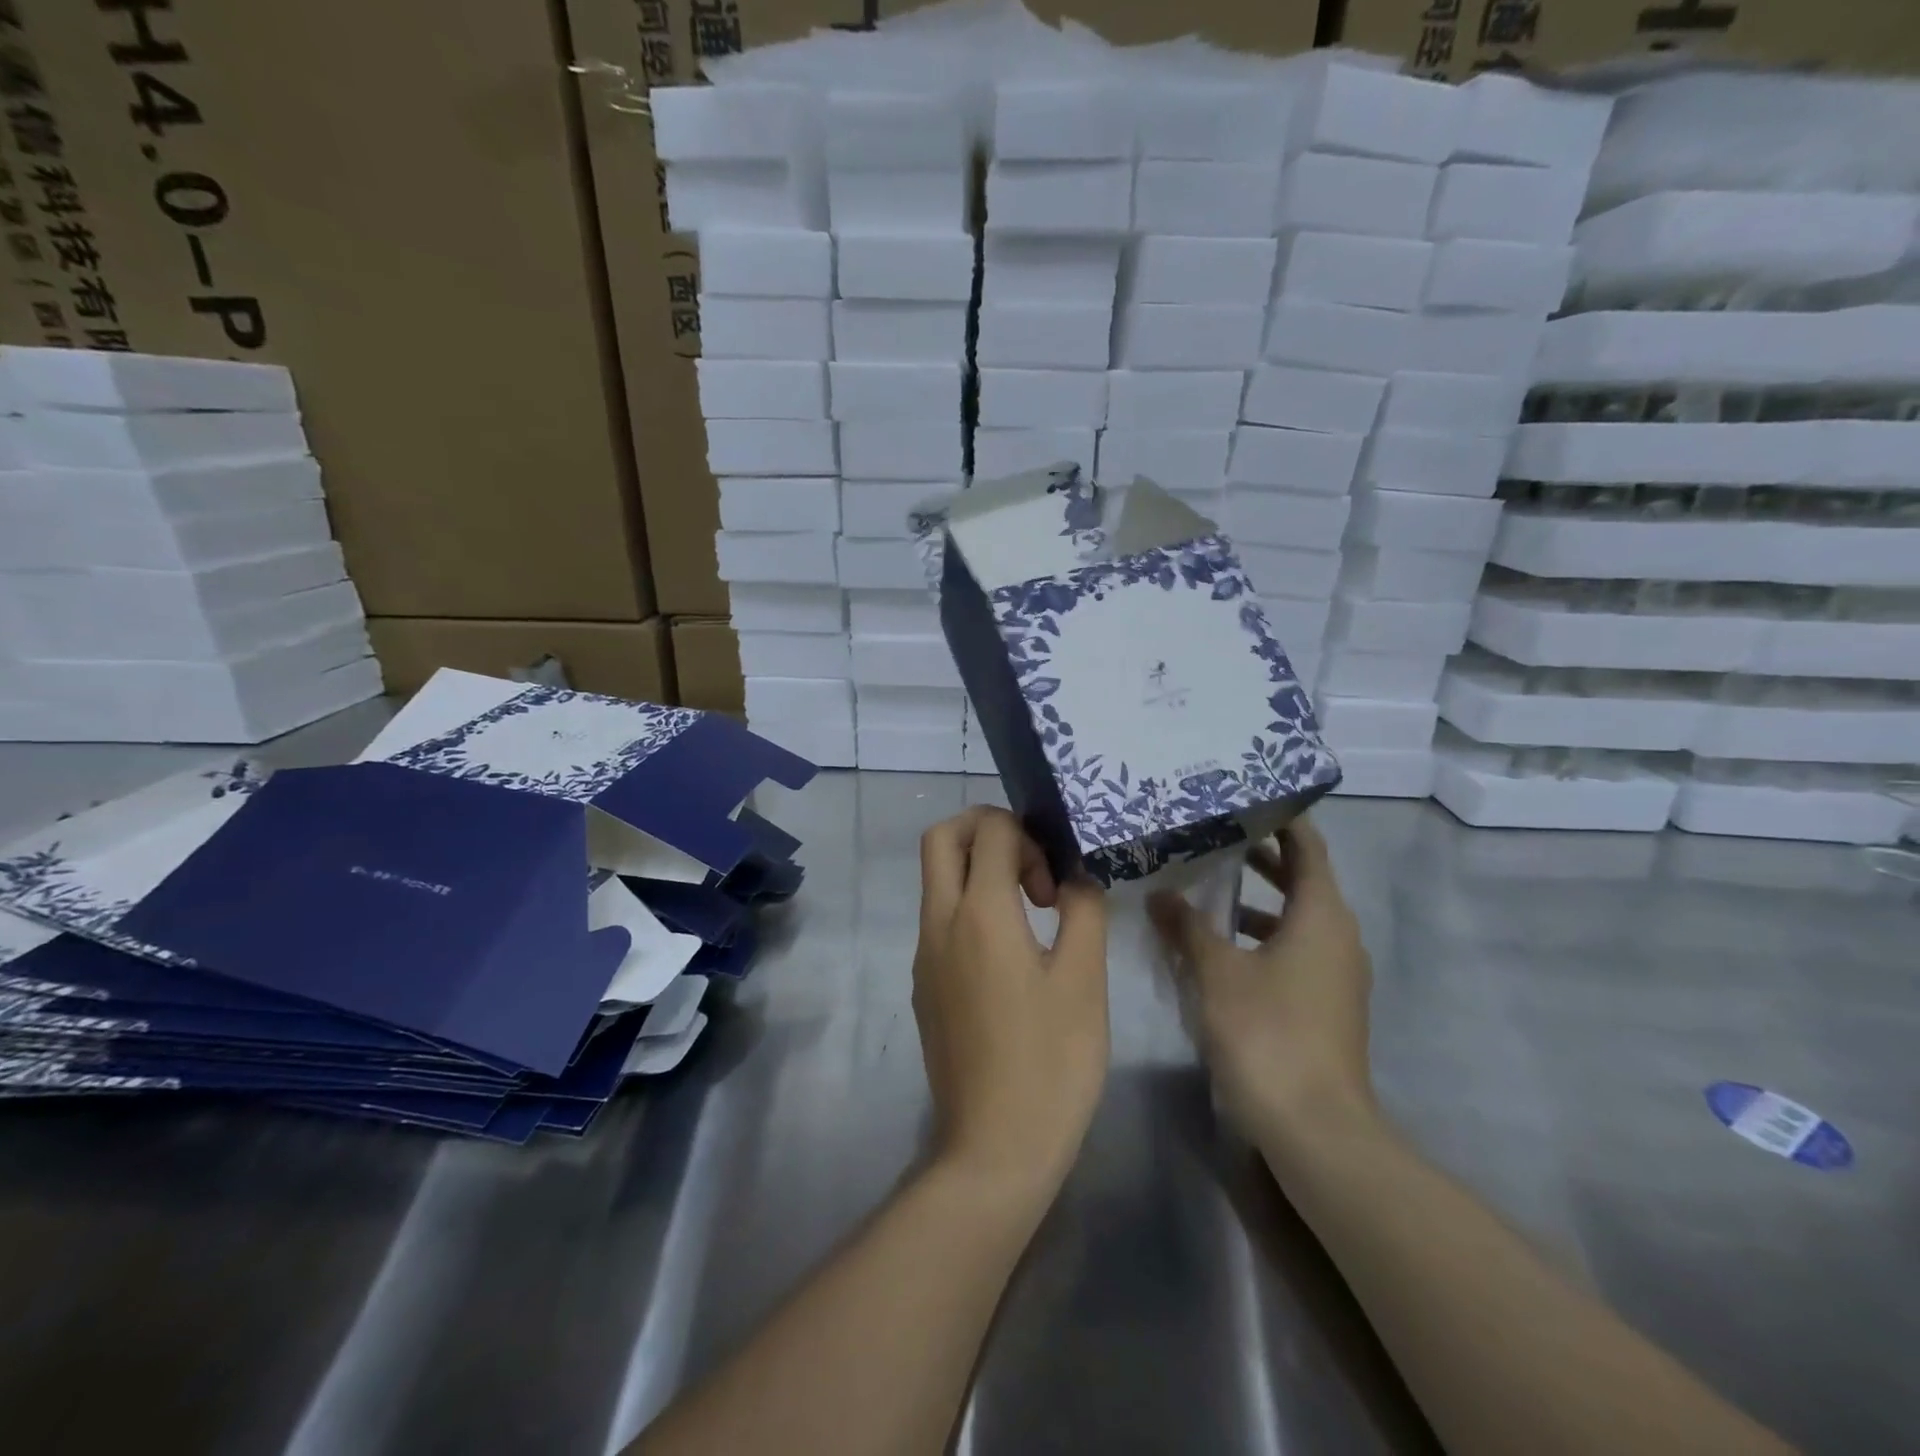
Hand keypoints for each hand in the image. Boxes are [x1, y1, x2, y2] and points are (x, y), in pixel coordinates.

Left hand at [913, 806, 1108, 1201]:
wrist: (993, 1147)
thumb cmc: (1051, 1061)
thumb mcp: (1085, 980)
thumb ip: (1083, 911)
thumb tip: (1075, 877)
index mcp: (979, 913)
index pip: (989, 830)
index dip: (1028, 836)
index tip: (1055, 885)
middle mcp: (939, 922)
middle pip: (941, 838)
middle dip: (985, 830)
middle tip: (1030, 868)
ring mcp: (924, 955)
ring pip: (936, 878)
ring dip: (977, 871)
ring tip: (1031, 914)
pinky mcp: (923, 984)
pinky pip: (939, 919)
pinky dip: (969, 907)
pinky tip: (1010, 955)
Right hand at [1149, 817, 1375, 1151]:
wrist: (1316, 1129)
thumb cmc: (1268, 1032)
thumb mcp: (1217, 972)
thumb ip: (1187, 927)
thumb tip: (1160, 894)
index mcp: (1321, 915)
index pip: (1307, 847)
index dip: (1281, 819)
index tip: (1245, 797)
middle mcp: (1337, 936)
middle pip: (1303, 880)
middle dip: (1262, 857)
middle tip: (1215, 835)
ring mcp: (1336, 974)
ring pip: (1297, 919)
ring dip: (1258, 901)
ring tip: (1208, 888)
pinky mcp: (1326, 1004)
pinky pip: (1294, 950)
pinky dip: (1262, 936)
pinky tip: (1220, 949)